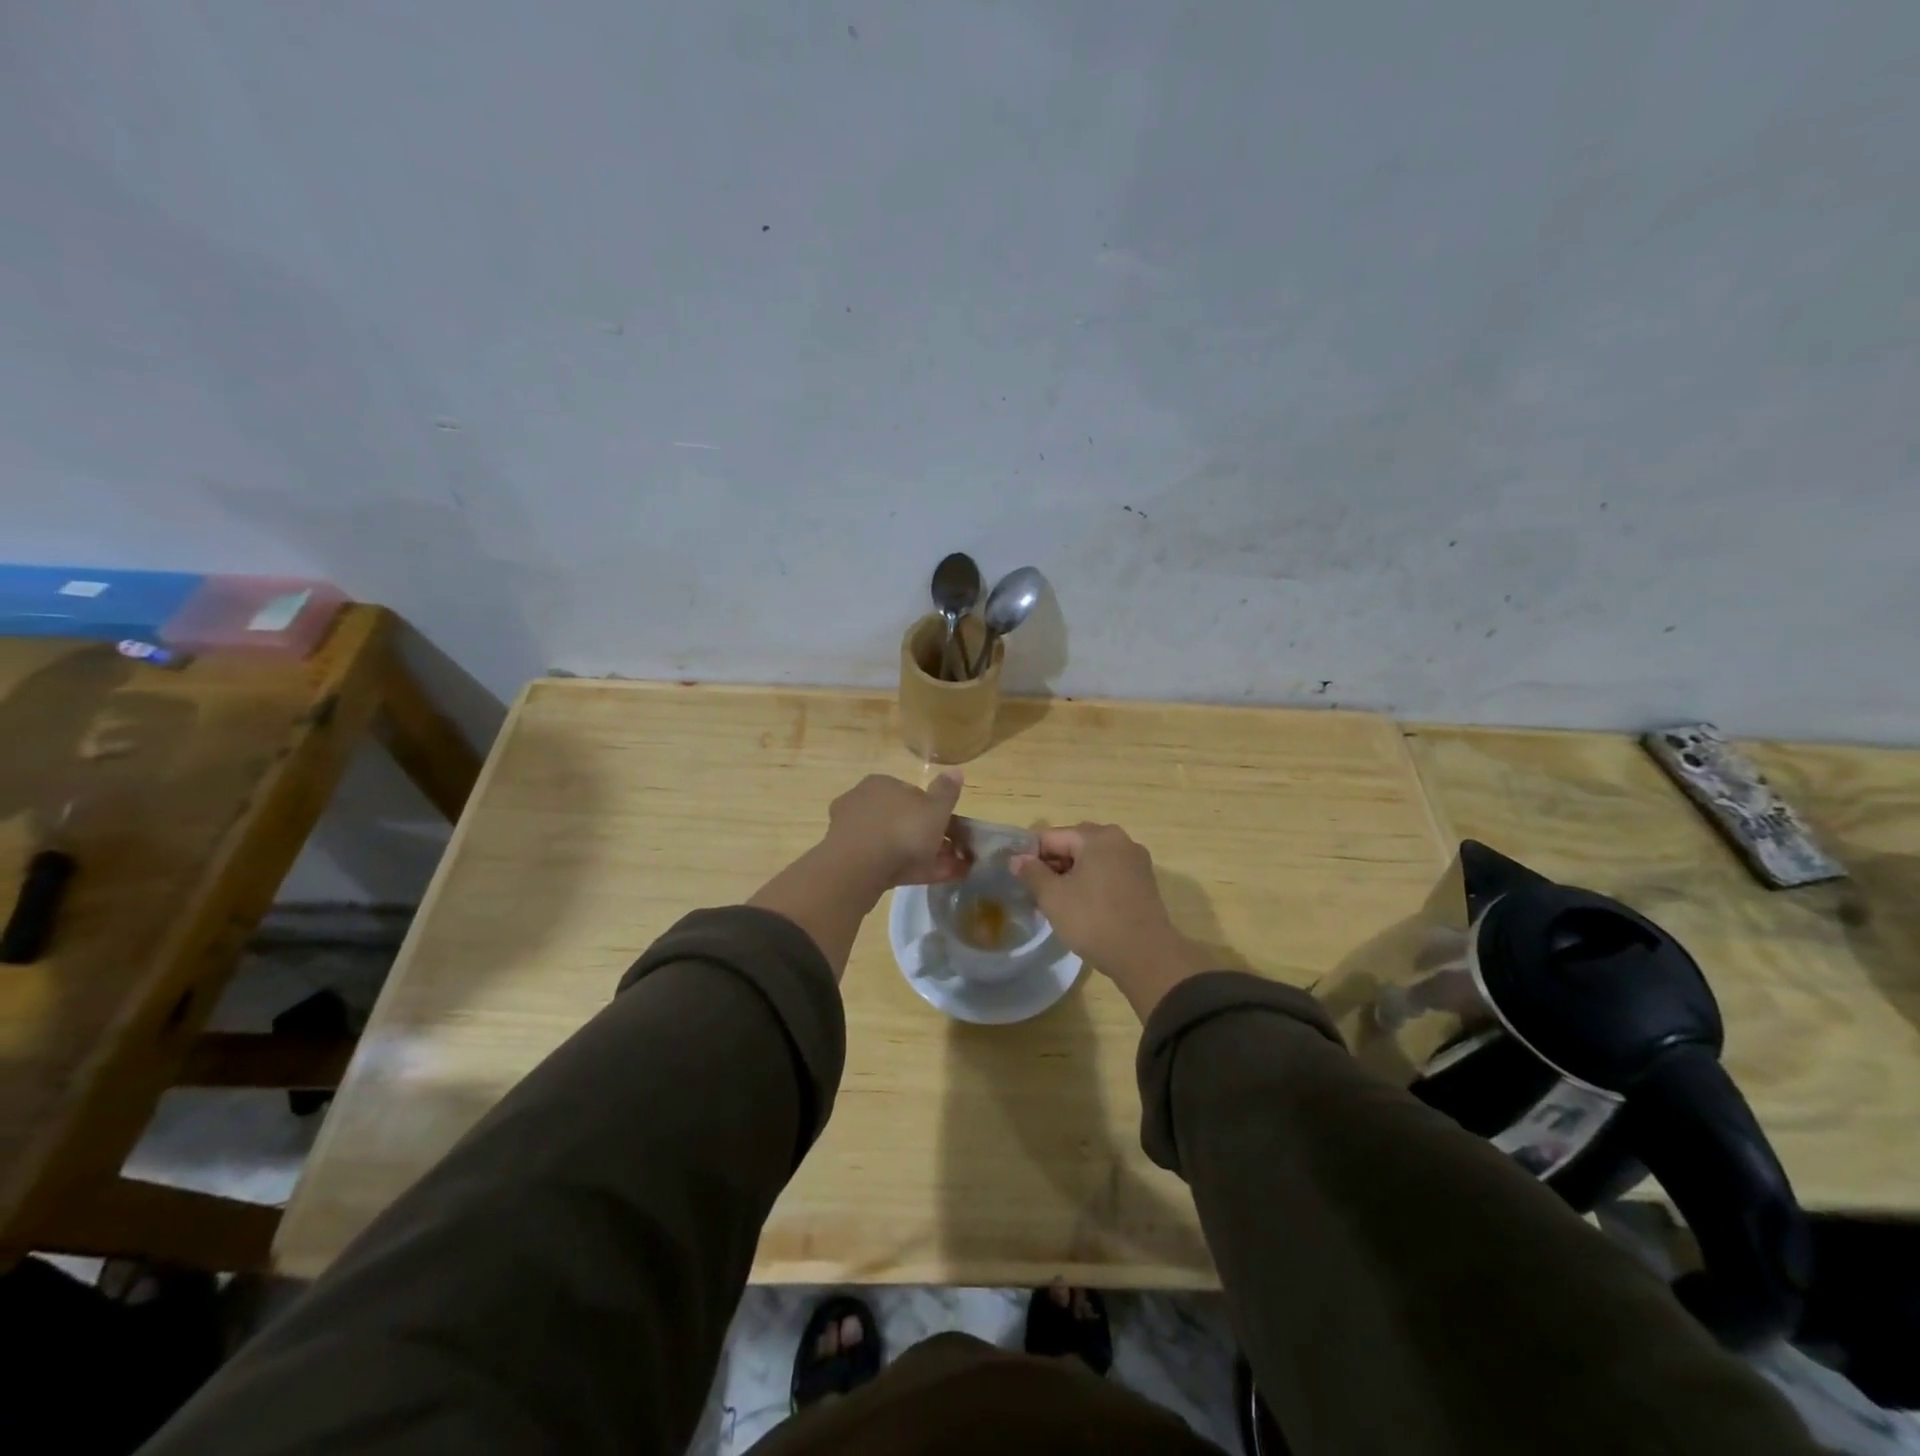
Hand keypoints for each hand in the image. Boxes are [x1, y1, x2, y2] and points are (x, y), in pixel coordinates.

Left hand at [823, 772, 968, 889]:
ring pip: (894, 842)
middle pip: (902, 819)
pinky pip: (885, 861)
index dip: (934, 810)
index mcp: (881, 784)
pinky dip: (907, 869)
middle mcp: (862, 802)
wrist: (858, 869)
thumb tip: (956, 771)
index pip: (912, 792)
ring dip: (922, 855)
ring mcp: (853, 833)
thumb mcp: (935, 809)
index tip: (950, 828)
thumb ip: (946, 791)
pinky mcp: (849, 860)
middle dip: (928, 836)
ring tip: (949, 871)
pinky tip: (929, 879)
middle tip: (951, 853)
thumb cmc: (901, 830)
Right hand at [1011, 824, 1214, 1018]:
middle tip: (1037, 892)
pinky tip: (1083, 906)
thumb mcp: (1053, 897)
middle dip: (1053, 865)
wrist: (1146, 956)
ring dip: (1072, 875)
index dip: (1031, 856)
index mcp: (1097, 836)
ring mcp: (1135, 860)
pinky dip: (1092, 883)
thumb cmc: (1094, 920)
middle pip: (1074, 844)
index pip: (1052, 837)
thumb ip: (1032, 873)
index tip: (1020, 879)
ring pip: (1092, 860)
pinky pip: (1109, 873)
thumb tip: (1016, 859)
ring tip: (1058, 902)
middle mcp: (1120, 840)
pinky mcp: (1144, 882)